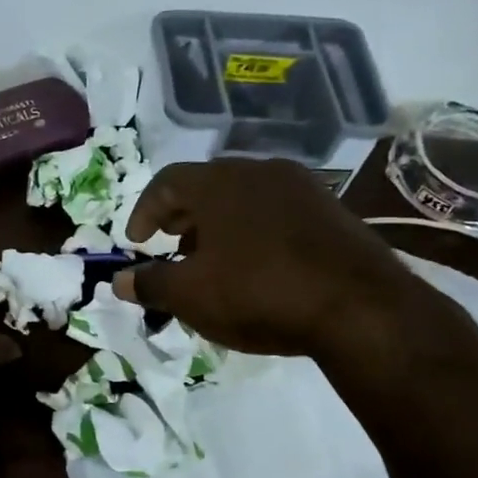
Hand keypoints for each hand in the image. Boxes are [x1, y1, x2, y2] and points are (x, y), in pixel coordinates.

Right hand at [114, 159, 422, 356]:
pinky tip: (257, 268)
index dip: (144, 211)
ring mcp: (302, 188)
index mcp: (219, 183)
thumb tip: (119, 281)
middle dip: (182, 217)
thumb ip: (150, 284)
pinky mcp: (332, 211)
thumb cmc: (258, 292)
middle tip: (172, 246)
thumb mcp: (191, 295)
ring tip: (213, 261)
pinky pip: (277, 213)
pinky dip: (254, 233)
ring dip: (219, 226)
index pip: (166, 182)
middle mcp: (260, 171)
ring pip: (245, 199)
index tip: (137, 242)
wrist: (358, 306)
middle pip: (207, 186)